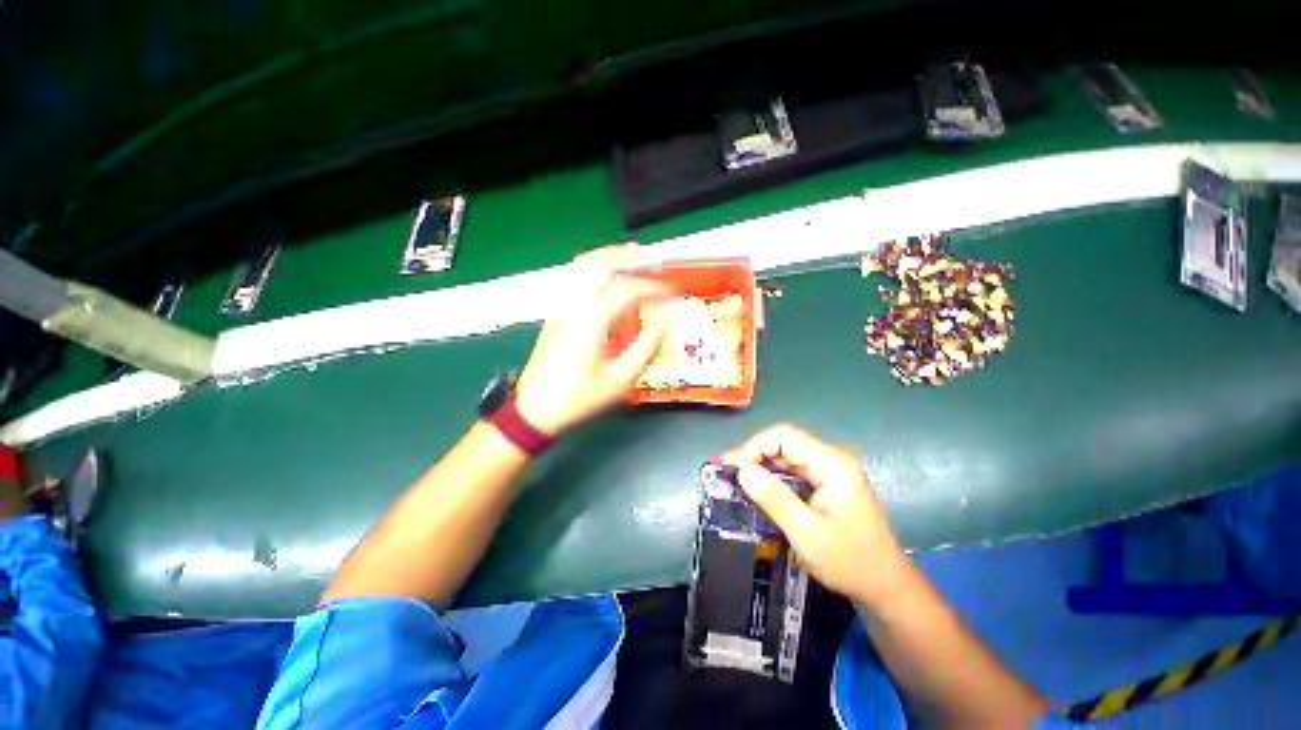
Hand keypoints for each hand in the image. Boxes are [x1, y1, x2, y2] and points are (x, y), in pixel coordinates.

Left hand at [515, 244, 668, 434]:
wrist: (535, 408)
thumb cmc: (579, 396)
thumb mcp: (620, 378)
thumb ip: (645, 346)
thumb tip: (663, 321)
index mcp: (593, 318)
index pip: (629, 289)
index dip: (655, 287)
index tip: (673, 291)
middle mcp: (575, 304)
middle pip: (599, 264)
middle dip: (625, 257)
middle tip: (648, 259)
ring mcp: (562, 306)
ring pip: (582, 266)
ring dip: (607, 257)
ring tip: (629, 259)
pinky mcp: (556, 313)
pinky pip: (575, 278)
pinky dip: (593, 269)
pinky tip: (606, 279)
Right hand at [723, 423, 910, 607]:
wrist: (885, 584)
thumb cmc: (850, 562)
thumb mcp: (807, 534)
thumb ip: (774, 499)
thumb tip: (742, 471)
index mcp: (833, 464)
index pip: (784, 436)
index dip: (754, 446)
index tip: (731, 466)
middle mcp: (832, 458)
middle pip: (784, 441)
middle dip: (754, 453)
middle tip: (728, 472)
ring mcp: (831, 467)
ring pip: (787, 452)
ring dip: (761, 462)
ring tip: (737, 478)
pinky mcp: (827, 479)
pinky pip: (794, 466)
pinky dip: (773, 473)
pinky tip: (758, 485)